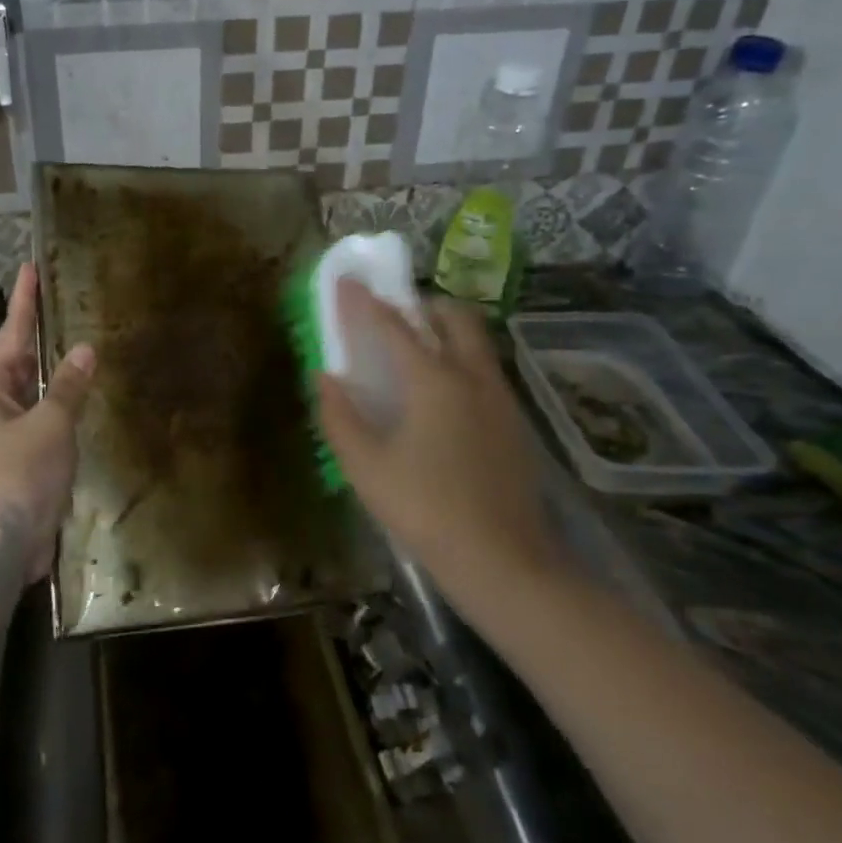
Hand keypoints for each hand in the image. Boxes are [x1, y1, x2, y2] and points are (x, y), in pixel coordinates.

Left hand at [0, 262, 95, 586]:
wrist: (5, 542)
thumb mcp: (49, 424)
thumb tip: (84, 349)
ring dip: (53, 366)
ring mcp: (8, 431)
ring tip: (77, 336)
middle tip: (62, 298)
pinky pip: (45, 414)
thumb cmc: (20, 475)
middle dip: (39, 330)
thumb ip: (68, 386)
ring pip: (33, 387)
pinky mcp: (25, 455)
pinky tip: (82, 391)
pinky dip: (62, 398)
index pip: (11, 334)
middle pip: (19, 358)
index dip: (25, 301)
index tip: (30, 268)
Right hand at [318, 279, 564, 595]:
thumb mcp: (366, 467)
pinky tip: (443, 399)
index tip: (346, 281)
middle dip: (423, 304)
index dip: (365, 302)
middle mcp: (473, 377)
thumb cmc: (425, 510)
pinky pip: (486, 371)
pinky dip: (461, 362)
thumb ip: (340, 416)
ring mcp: (501, 399)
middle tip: (395, 316)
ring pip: (477, 343)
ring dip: (446, 331)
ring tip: (416, 354)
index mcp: (434, 380)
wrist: (504, 561)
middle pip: (454, 317)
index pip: (393, 326)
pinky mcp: (516, 424)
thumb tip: (325, 377)